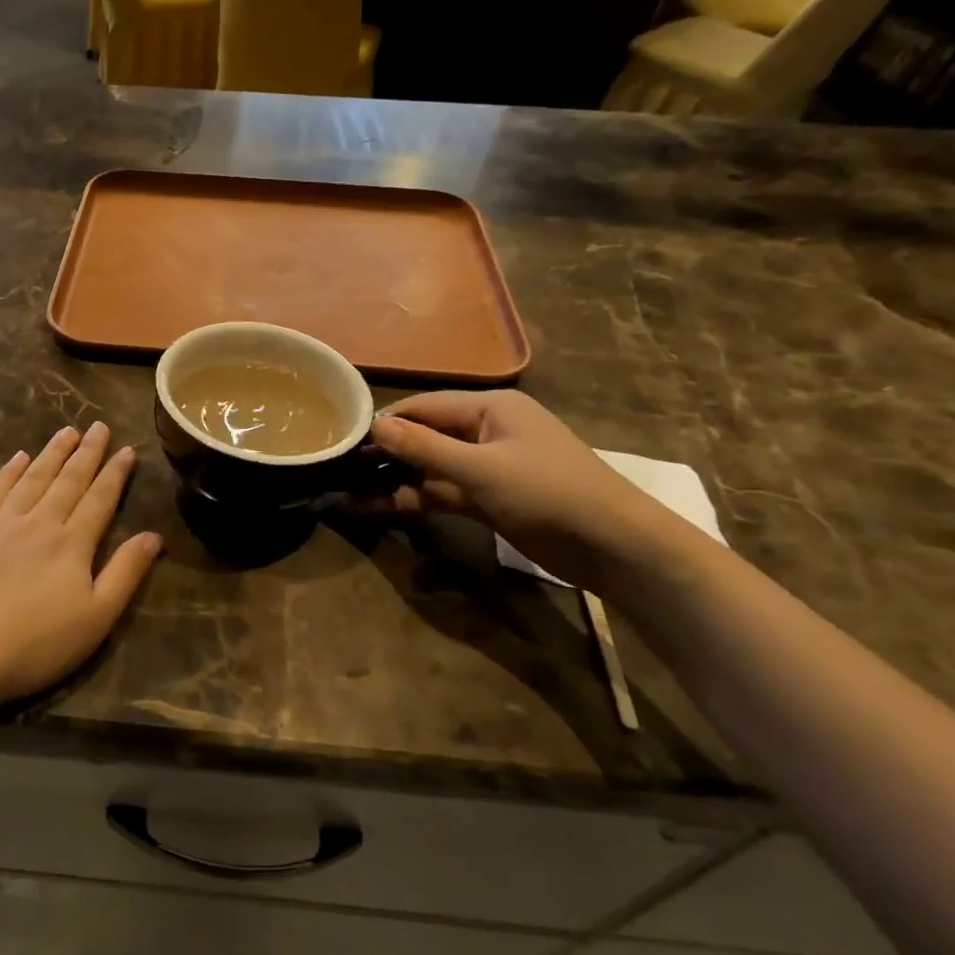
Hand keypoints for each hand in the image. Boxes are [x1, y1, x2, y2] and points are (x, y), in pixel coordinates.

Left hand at [0, 423, 161, 709]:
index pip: (100, 498)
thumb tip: (154, 535)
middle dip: (86, 452)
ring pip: (33, 478)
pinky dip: (9, 471)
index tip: (126, 448)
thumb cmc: (35, 644)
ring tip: (66, 432)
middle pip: (68, 479)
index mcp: (72, 543)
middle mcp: (39, 521)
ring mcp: (0, 523)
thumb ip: (126, 572)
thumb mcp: (96, 617)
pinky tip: (18, 458)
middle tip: (98, 426)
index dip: (115, 472)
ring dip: (52, 453)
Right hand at [368, 391, 685, 590]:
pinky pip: (444, 492)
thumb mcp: (481, 469)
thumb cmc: (548, 493)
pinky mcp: (491, 499)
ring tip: (347, 494)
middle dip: (384, 455)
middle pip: (424, 437)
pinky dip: (416, 500)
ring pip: (430, 469)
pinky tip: (379, 509)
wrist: (616, 547)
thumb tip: (375, 426)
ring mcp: (488, 466)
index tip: (342, 440)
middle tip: (338, 470)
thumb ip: (425, 448)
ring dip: (394, 481)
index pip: (422, 407)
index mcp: (489, 407)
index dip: (384, 423)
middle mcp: (486, 430)